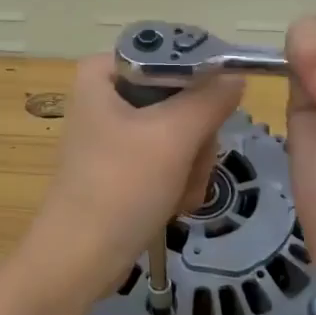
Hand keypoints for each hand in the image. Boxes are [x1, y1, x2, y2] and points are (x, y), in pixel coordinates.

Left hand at [25, 54, 243, 298]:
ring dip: (191, 166)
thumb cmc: (120, 187)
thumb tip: (236, 76)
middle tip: (188, 165)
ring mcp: (115, 132)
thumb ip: (210, 99)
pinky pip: (168, 158)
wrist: (79, 260)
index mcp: (103, 72)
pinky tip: (173, 205)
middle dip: (195, 138)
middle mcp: (107, 95)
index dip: (201, 78)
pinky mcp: (123, 164)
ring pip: (181, 131)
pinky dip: (178, 181)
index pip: (169, 54)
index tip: (216, 110)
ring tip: (178, 193)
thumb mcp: (173, 136)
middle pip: (180, 96)